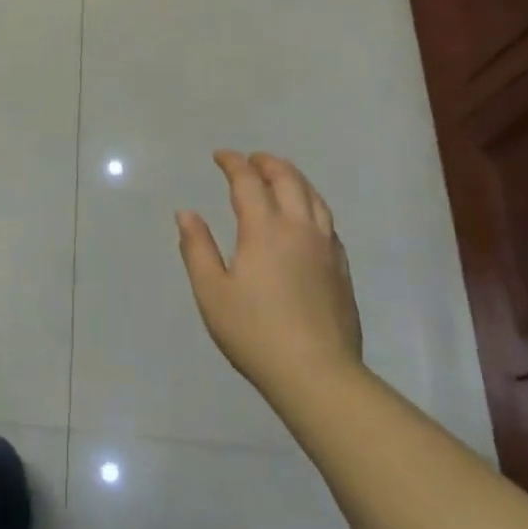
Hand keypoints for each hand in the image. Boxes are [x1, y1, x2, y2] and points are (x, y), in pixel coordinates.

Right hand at [176, 150, 362, 395]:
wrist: (316, 373)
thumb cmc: (254, 332)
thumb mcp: (211, 292)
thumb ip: (197, 248)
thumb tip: (186, 214)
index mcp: (265, 229)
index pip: (248, 182)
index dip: (233, 163)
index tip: (220, 155)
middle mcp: (299, 228)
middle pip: (288, 180)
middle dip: (267, 163)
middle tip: (250, 160)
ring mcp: (326, 247)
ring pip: (314, 197)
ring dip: (293, 178)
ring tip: (278, 177)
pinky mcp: (341, 267)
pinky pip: (327, 220)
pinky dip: (310, 204)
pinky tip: (304, 217)